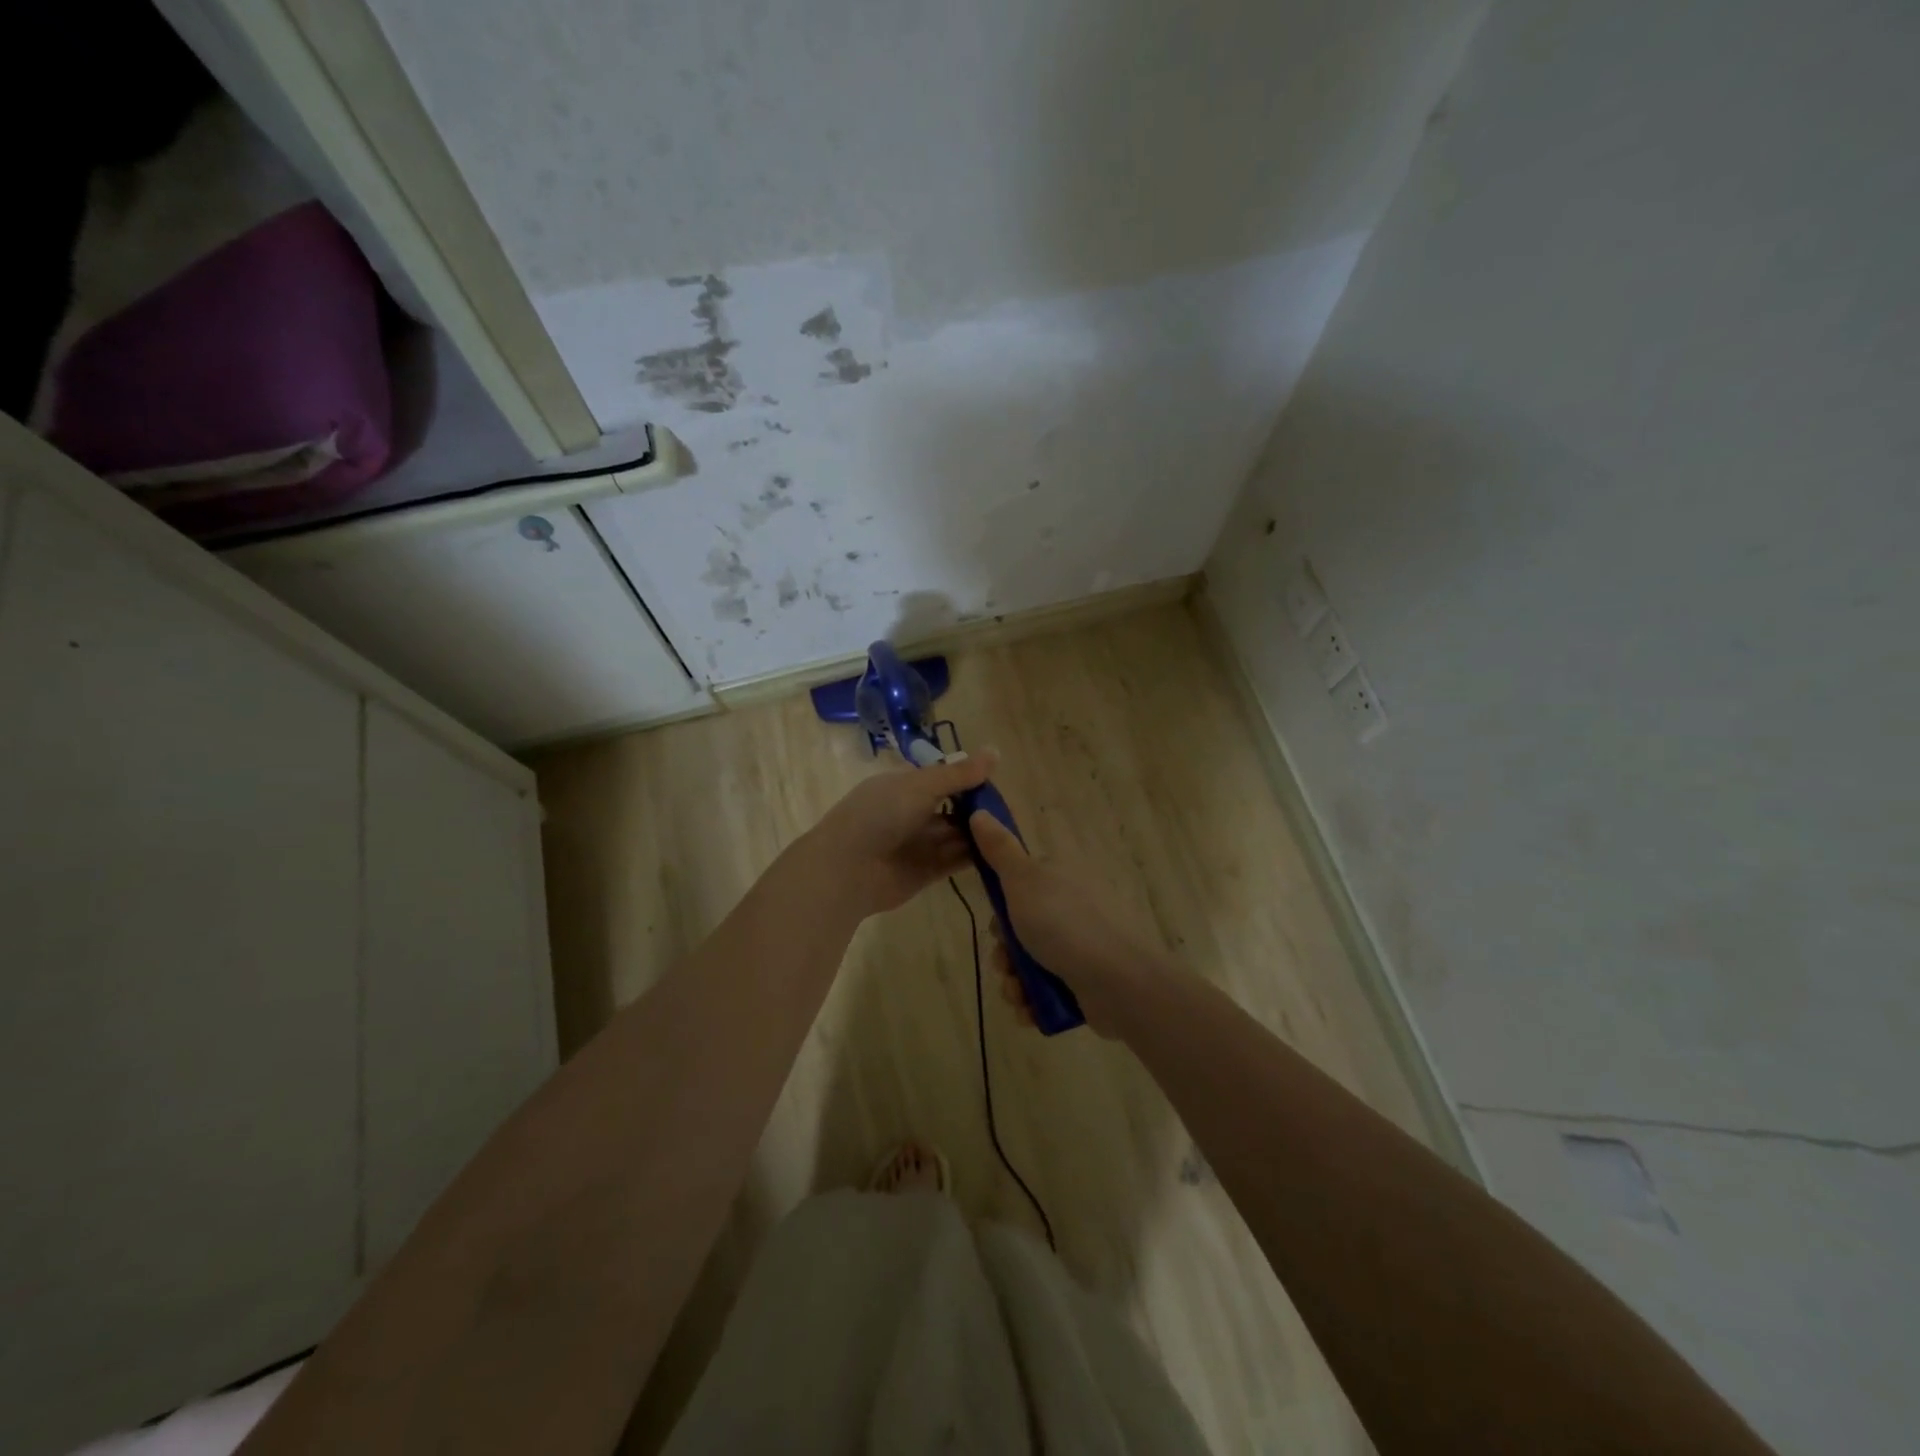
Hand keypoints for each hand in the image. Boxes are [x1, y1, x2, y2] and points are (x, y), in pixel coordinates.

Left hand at [806, 752, 997, 917]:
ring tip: (1012, 830)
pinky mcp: (927, 872)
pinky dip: (976, 856)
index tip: (998, 780)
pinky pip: (956, 860)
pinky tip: (1002, 852)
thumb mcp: (921, 786)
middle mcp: (912, 813)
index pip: (943, 778)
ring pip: (957, 835)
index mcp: (905, 786)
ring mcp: (919, 843)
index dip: (969, 779)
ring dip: (980, 832)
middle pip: (953, 808)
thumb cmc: (879, 815)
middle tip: (1010, 809)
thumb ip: (959, 774)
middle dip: (979, 808)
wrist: (846, 870)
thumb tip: (995, 751)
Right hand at [969, 811, 1172, 1036]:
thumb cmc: (1065, 924)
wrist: (1118, 982)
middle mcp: (1072, 909)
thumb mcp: (1023, 879)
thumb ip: (1000, 849)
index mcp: (1060, 879)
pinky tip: (1029, 1009)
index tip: (995, 919)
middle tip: (1005, 962)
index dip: (1000, 905)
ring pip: (1029, 963)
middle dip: (1004, 951)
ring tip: (1017, 992)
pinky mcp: (1085, 983)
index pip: (1019, 885)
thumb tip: (979, 811)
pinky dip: (1033, 1002)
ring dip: (1013, 981)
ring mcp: (1081, 947)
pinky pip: (1046, 991)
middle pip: (1020, 928)